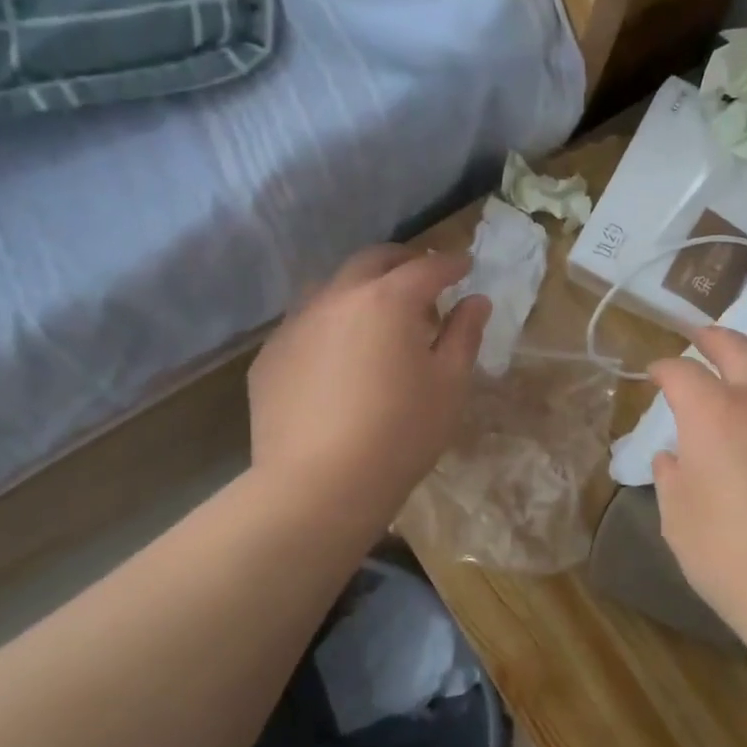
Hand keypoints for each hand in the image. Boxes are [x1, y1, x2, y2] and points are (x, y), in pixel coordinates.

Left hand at [248, 246, 488, 526]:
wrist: (319, 486)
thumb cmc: (401, 433)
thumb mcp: (449, 384)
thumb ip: (464, 334)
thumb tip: (476, 301)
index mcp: (388, 300)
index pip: (427, 267)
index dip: (451, 264)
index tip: (465, 266)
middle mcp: (337, 298)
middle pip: (373, 261)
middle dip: (403, 262)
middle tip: (422, 279)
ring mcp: (296, 324)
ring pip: (332, 287)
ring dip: (361, 289)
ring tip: (377, 316)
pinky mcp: (270, 356)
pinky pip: (305, 324)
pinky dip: (330, 324)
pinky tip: (337, 357)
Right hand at [648, 327, 746, 643]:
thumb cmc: (735, 560)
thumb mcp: (680, 522)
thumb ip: (671, 478)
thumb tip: (674, 457)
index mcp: (716, 415)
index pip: (682, 372)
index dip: (663, 369)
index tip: (654, 374)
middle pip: (739, 349)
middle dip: (713, 338)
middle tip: (698, 337)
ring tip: (734, 394)